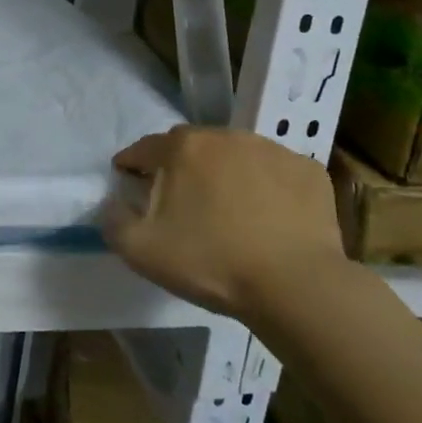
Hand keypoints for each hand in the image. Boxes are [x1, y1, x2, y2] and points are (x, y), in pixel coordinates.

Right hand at [102, 125, 348, 322]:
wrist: (297, 286)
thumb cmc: (212, 263)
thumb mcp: (142, 251)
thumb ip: (113, 221)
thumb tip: (112, 204)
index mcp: (182, 147)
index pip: (144, 148)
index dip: (132, 165)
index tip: (129, 182)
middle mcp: (225, 136)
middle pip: (191, 146)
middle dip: (179, 167)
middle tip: (180, 201)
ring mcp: (272, 150)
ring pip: (235, 155)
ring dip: (224, 173)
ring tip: (227, 209)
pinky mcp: (309, 170)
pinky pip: (275, 172)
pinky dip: (266, 186)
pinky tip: (268, 216)